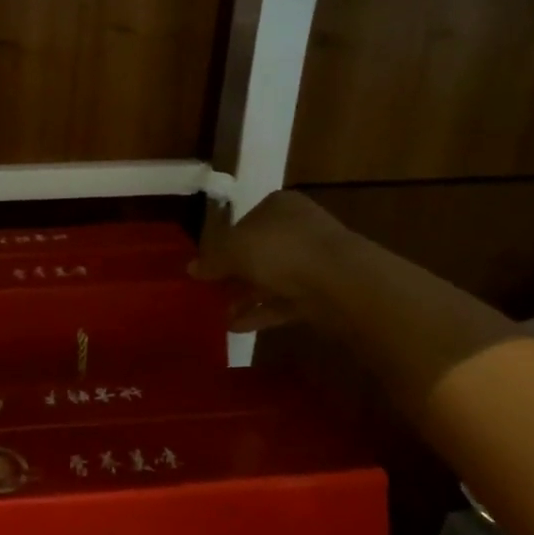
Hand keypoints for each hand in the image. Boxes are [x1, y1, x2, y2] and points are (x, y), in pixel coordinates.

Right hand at [188, 191, 343, 331]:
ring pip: (271, 278)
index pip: (244, 221)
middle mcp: (298, 229)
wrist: (342, 282)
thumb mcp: (233, 249)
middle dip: (233, 274)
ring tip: (217, 314)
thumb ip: (211, 259)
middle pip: (258, 251)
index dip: (223, 243)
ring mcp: (313, 261)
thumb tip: (191, 269)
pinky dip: (261, 312)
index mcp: (279, 207)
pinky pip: (284, 301)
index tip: (206, 265)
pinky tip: (235, 327)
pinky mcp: (323, 292)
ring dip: (245, 296)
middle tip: (209, 292)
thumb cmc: (282, 250)